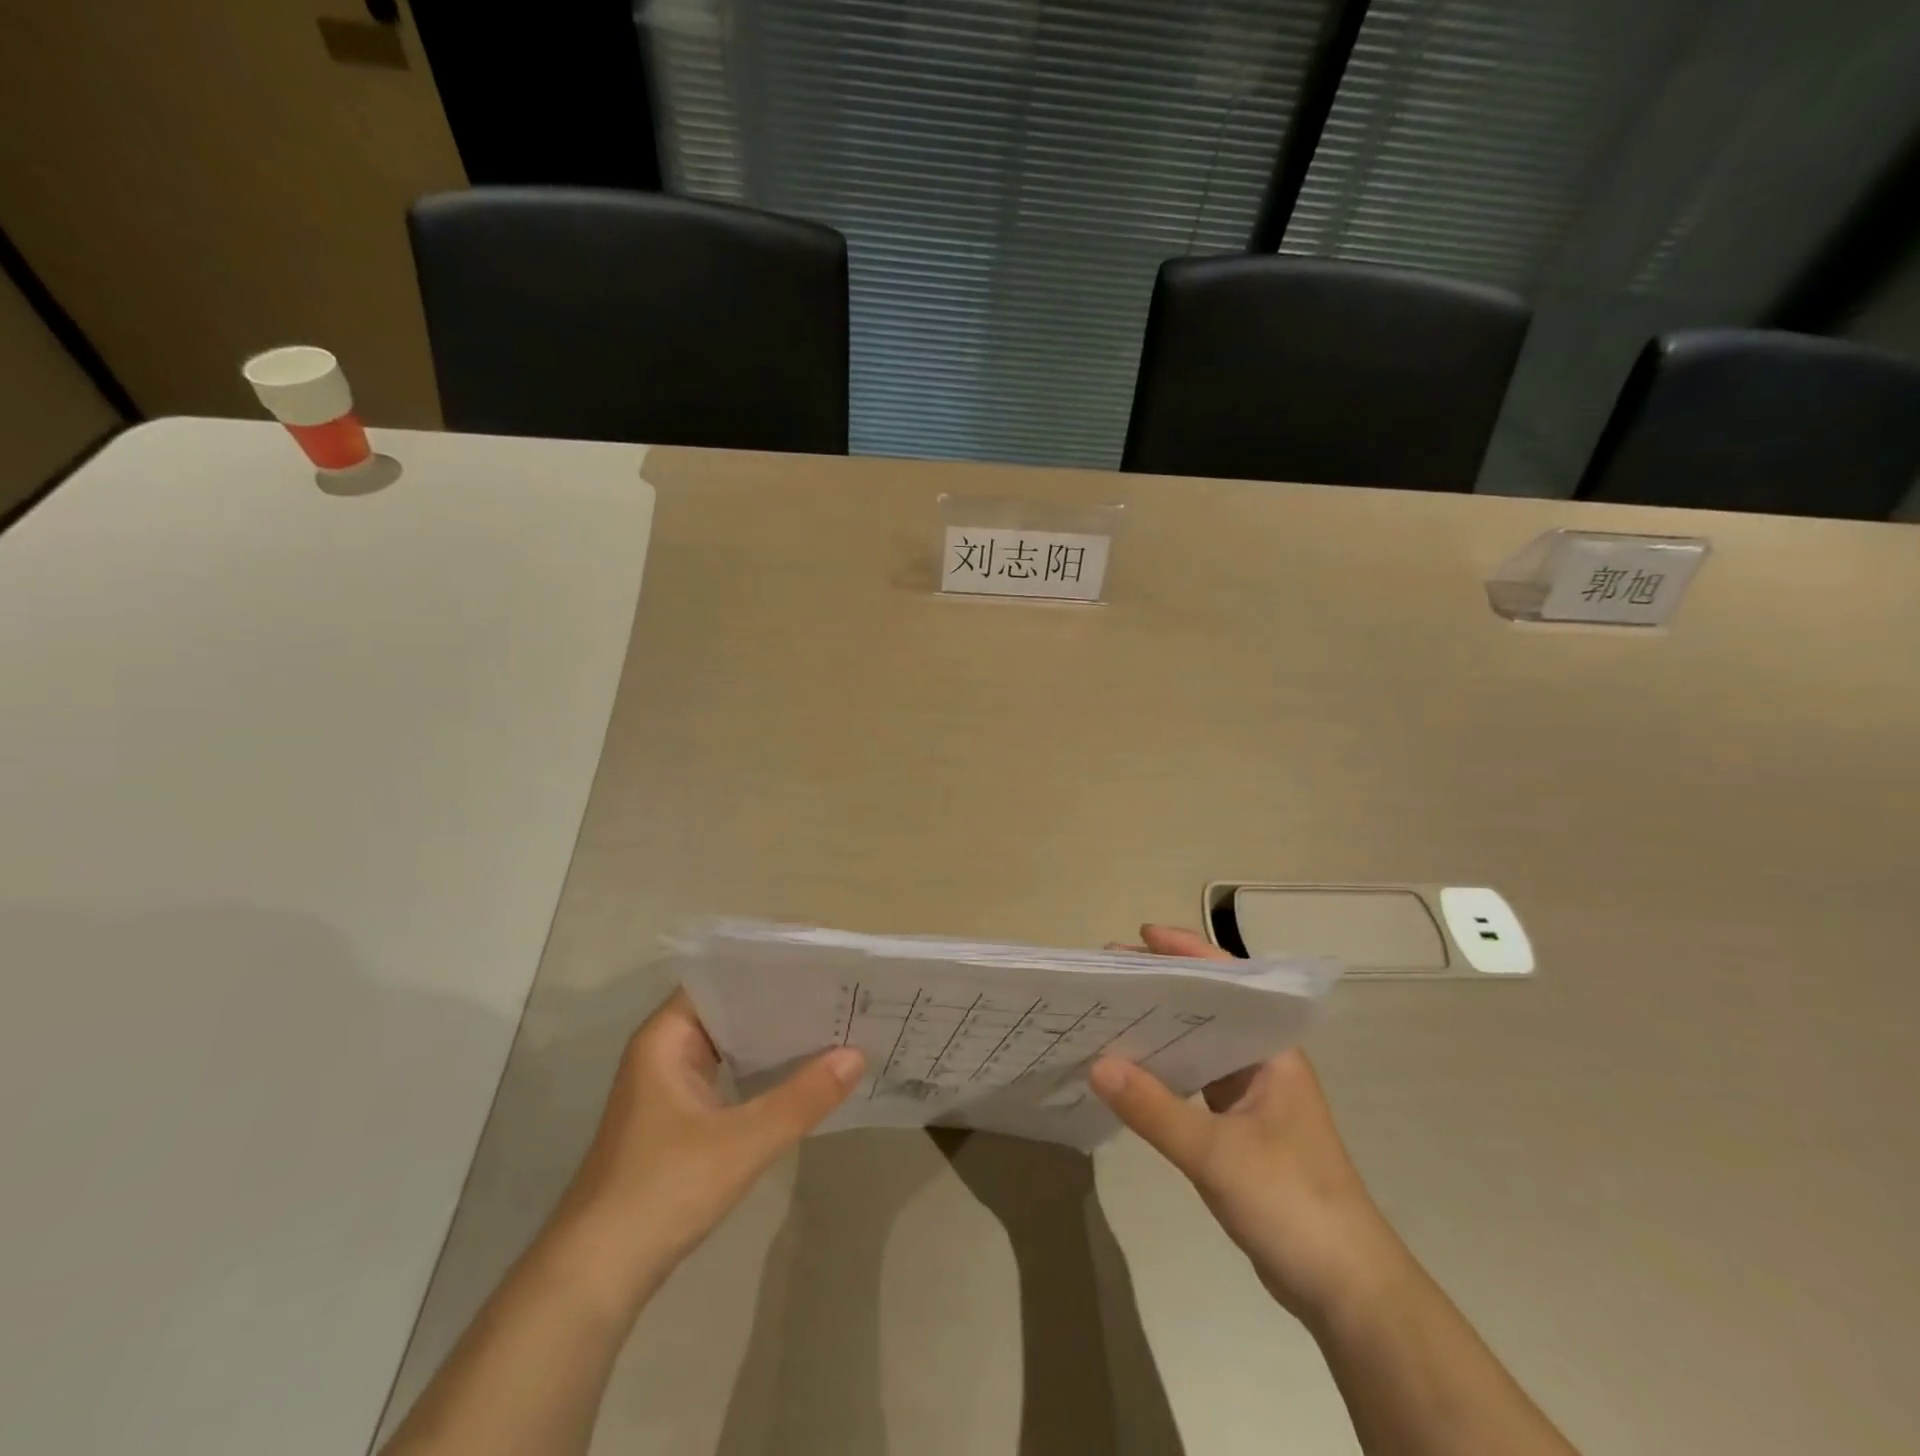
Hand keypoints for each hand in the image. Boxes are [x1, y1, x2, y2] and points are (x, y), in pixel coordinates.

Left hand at [553, 990, 863, 1301]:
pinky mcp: (679, 1121)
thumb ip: (801, 1098)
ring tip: (830, 1024)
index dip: (768, 968)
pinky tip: (801, 1074)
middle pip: (730, 1011)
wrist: (594, 1278)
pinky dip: (761, 1072)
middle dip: (780, 1004)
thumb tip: (857, 1056)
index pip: (722, 980)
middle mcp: (665, 1052)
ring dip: (772, 1040)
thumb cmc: (661, 1191)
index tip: (817, 963)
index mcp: (666, 1037)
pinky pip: (728, 1077)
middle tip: (837, 993)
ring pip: (730, 1047)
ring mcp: (670, 1088)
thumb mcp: (741, 1143)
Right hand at [1091, 926, 1410, 1329]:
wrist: (1346, 1290)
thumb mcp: (1217, 1154)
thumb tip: (1096, 1063)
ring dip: (1160, 1028)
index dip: (1186, 952)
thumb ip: (1155, 1109)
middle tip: (1109, 974)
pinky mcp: (1239, 1130)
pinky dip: (1163, 1071)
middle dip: (1161, 986)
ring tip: (1111, 1012)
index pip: (1230, 981)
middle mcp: (1262, 1063)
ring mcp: (1252, 1097)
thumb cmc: (1293, 1203)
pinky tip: (1129, 1072)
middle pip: (1208, 1008)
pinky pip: (1193, 1083)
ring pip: (1199, 1046)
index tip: (1141, 935)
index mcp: (1272, 1051)